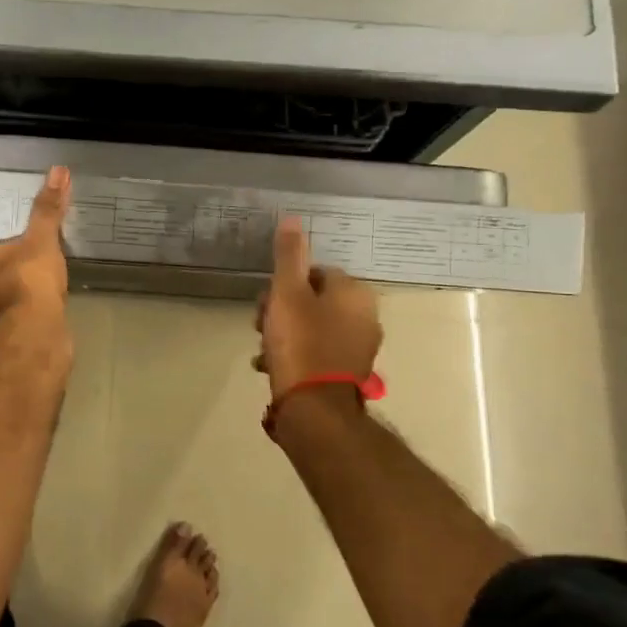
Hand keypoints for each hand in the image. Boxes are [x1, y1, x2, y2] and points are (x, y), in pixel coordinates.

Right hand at [255, 217, 380, 394]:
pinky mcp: (348, 374)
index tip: (266, 301)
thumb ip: (290, 256)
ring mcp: (359, 348)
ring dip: (285, 335)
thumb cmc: (300, 343)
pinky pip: (317, 354)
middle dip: (282, 311)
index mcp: (355, 294)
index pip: (316, 273)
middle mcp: (365, 318)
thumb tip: (293, 219)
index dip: (286, 284)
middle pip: (314, 301)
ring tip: (263, 351)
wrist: (314, 408)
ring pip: (313, 328)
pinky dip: (296, 356)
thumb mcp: (287, 293)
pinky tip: (273, 368)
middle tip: (260, 326)